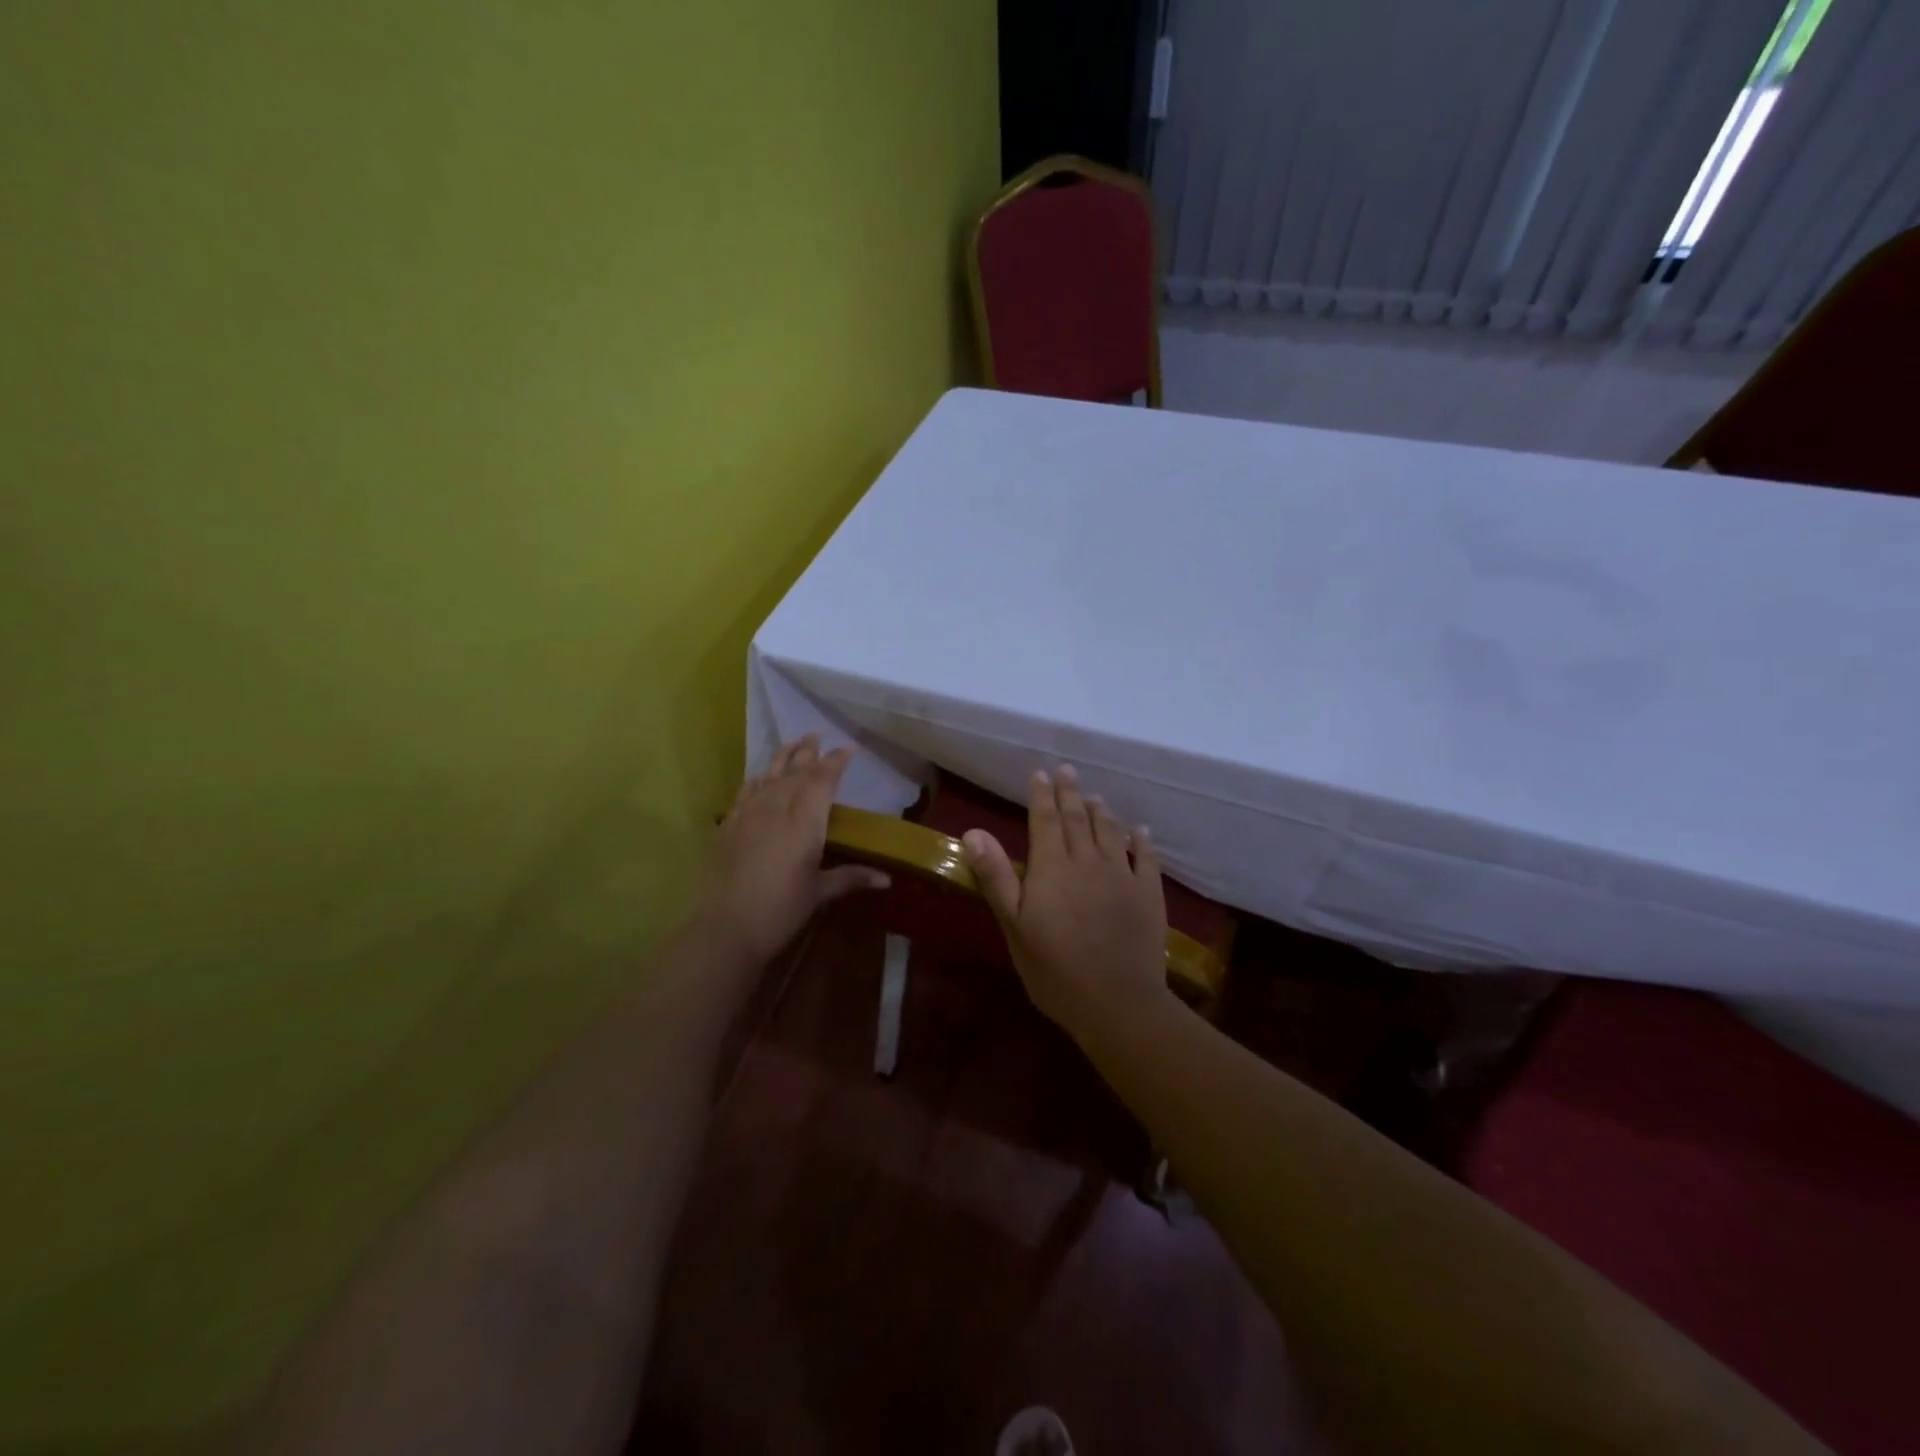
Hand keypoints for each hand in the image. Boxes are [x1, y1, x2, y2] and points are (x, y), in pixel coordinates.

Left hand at [693, 736, 890, 968]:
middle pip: (796, 770)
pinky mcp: (729, 824)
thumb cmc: (780, 911)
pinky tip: (761, 776)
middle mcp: (777, 808)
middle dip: (809, 752)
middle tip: (819, 736)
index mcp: (805, 822)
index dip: (836, 762)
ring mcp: (749, 814)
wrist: (724, 928)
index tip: (849, 749)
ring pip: (769, 774)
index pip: (823, 780)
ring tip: (795, 742)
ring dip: (784, 756)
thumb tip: (887, 880)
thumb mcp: (819, 893)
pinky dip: (758, 778)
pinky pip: (746, 791)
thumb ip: (851, 878)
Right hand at [961, 765, 1169, 1033]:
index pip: (1044, 821)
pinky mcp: (1148, 894)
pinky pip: (1146, 858)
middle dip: (1070, 793)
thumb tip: (974, 831)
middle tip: (1066, 770)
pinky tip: (1139, 831)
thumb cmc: (1055, 970)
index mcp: (1052, 868)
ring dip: (1101, 812)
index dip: (1041, 796)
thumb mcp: (1014, 926)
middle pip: (1077, 819)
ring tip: (1095, 796)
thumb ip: (996, 877)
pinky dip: (1141, 840)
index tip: (1040, 774)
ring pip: (1110, 833)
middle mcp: (1088, 861)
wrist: (1117, 1002)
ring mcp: (1122, 876)